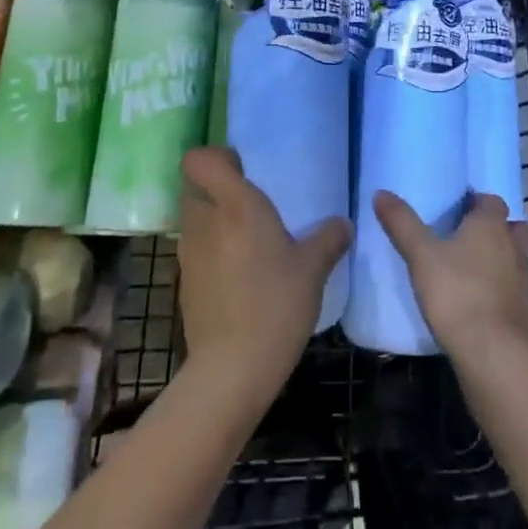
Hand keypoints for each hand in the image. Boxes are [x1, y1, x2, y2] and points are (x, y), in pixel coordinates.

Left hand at [177, 147, 350, 401]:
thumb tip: (344, 224)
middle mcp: (205, 221)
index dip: (215, 157)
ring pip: (194, 219)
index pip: (199, 160)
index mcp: (235, 205)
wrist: (231, 371)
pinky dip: (211, 252)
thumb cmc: (275, 305)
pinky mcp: (184, 283)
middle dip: (216, 188)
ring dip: (213, 220)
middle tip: (248, 202)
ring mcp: (189, 254)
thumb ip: (329, 239)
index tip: (241, 168)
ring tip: (246, 240)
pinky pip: (195, 251)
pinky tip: (237, 274)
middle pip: (195, 186)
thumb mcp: (313, 269)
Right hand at [373, 191, 527, 362]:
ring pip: (520, 259)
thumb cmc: (456, 292)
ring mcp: (526, 281)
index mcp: (490, 226)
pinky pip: (520, 292)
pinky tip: (489, 305)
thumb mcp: (420, 255)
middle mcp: (514, 246)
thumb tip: (380, 192)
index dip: (478, 202)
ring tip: (480, 270)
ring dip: (506, 259)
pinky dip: (509, 292)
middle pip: (514, 227)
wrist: (493, 352)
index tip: (459, 210)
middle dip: (499, 228)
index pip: (492, 200)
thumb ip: (402, 223)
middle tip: (472, 238)